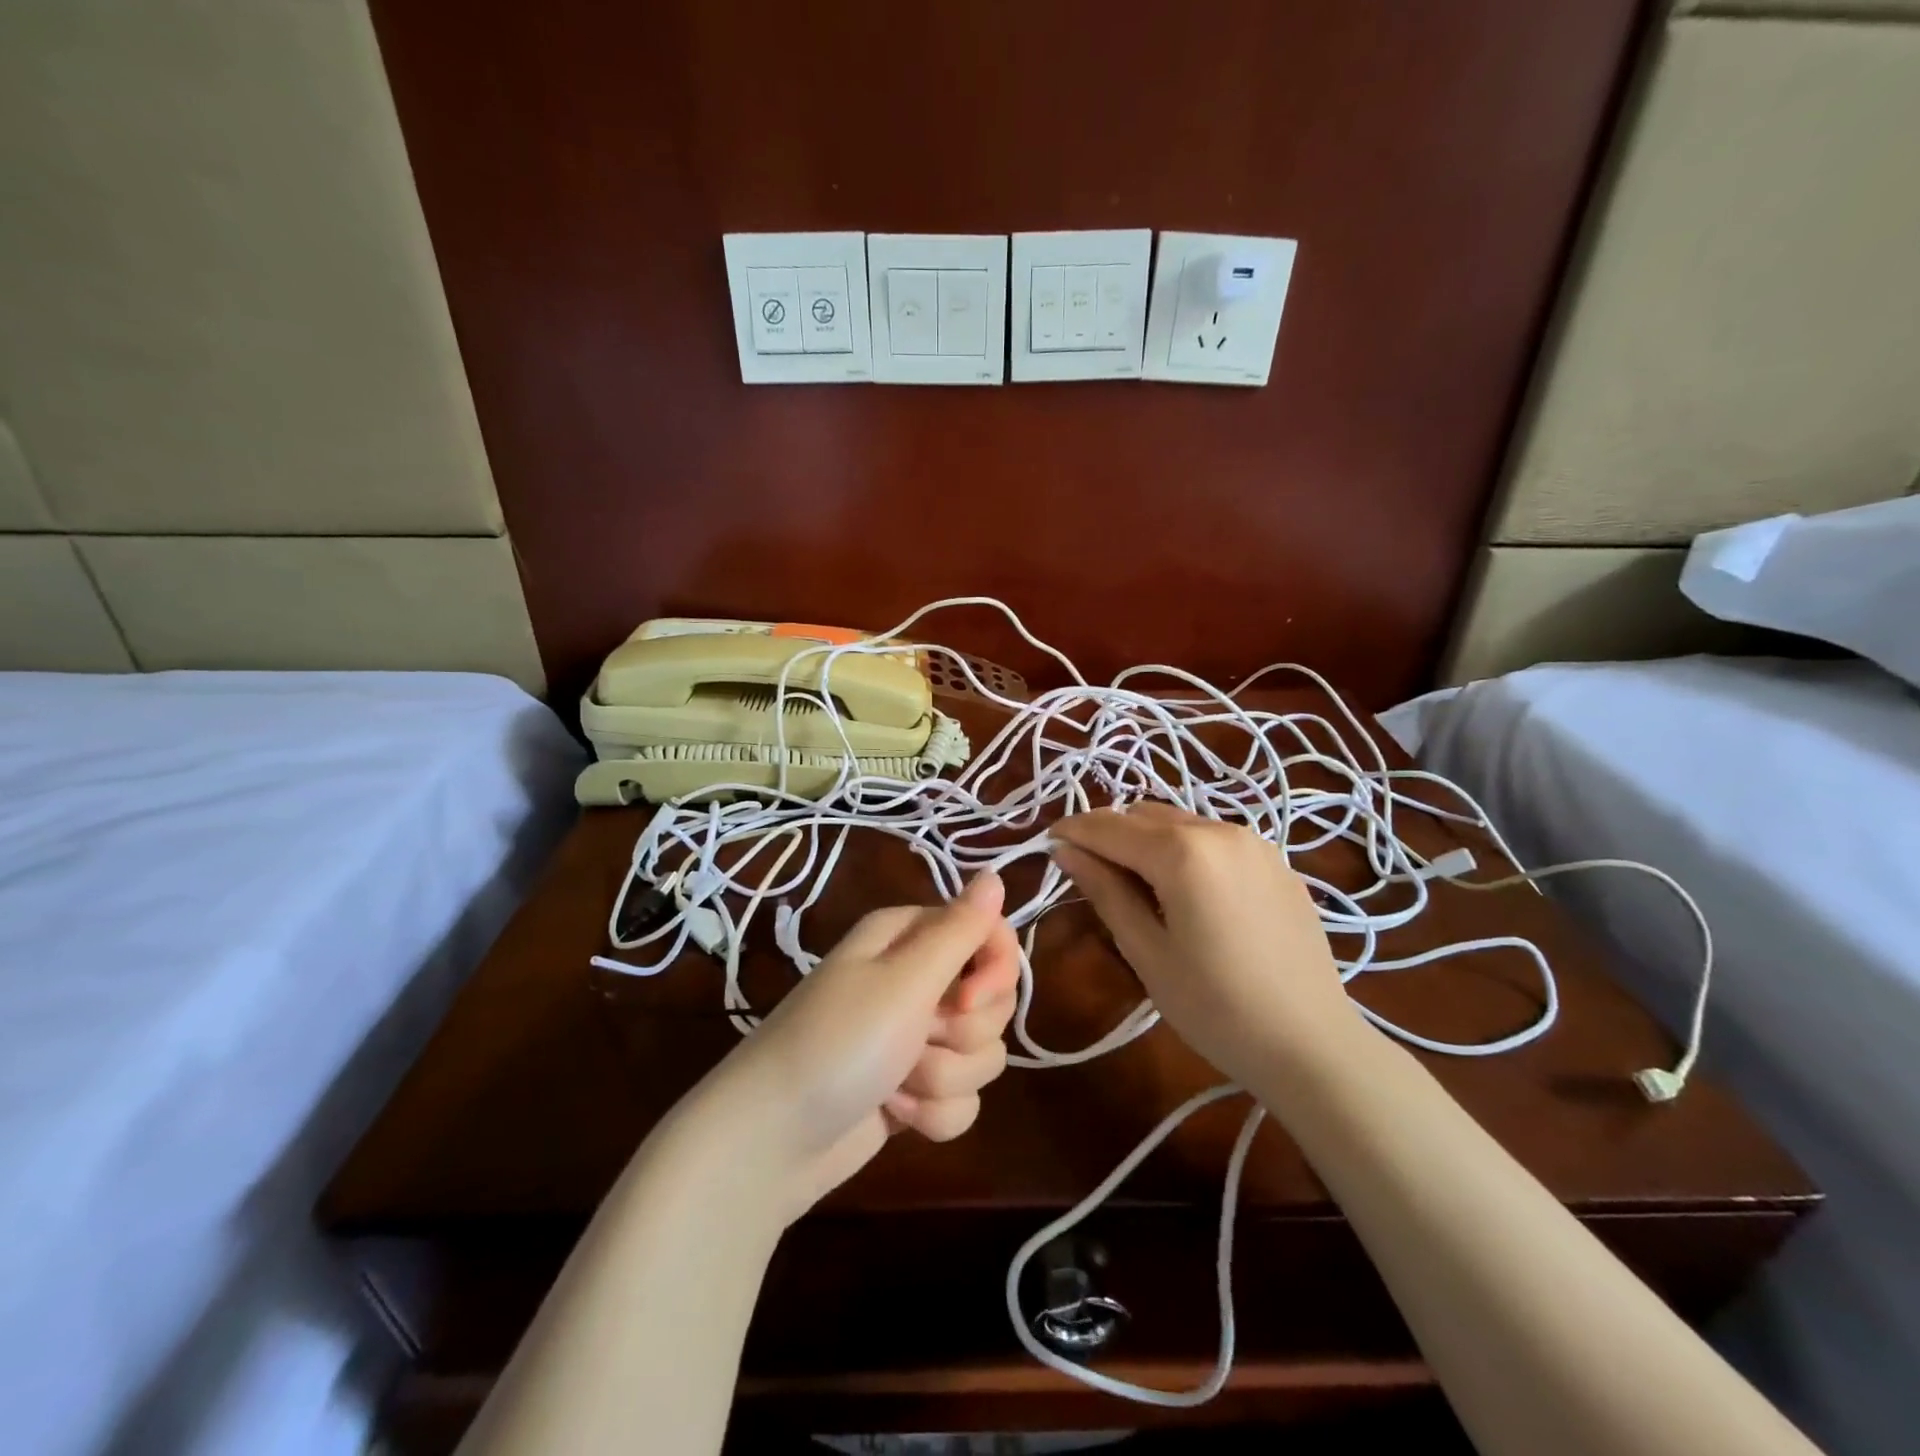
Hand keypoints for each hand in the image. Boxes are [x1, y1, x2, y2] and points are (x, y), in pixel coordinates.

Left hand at [716, 872, 1018, 1220]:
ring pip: (981, 1053)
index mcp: (909, 938)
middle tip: (917, 1037)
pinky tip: (895, 1114)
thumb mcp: (903, 980)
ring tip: (895, 1083)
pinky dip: (933, 1114)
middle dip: (963, 1031)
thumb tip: (996, 875)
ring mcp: (916, 1037)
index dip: (994, 970)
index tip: (967, 998)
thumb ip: (959, 929)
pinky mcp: (915, 1088)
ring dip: (943, 1077)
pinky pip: (963, 1098)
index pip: (989, 934)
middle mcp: (916, 980)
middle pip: (991, 1000)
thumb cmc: (837, 1044)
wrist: (770, 1142)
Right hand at [1050, 803, 1356, 1086]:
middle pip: (1145, 814)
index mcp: (1184, 852)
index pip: (1110, 827)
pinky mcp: (1276, 862)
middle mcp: (1220, 830)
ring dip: (1147, 839)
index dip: (1073, 831)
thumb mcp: (1147, 952)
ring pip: (1181, 821)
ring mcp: (1254, 843)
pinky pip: (1214, 838)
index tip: (1048, 843)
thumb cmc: (1216, 1008)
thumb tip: (1065, 850)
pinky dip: (1185, 849)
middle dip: (1109, 833)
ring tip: (1135, 883)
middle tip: (1088, 870)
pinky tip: (1185, 892)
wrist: (1314, 1046)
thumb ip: (1104, 891)